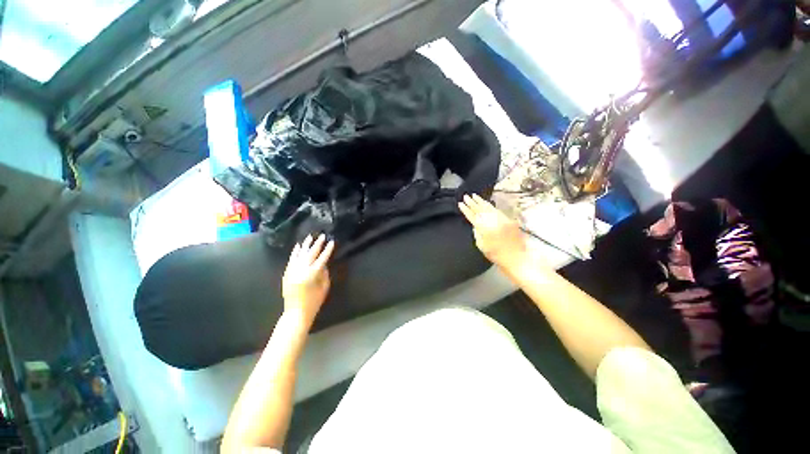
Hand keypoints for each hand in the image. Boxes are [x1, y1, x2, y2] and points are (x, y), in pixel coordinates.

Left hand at [282, 234, 334, 325]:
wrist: (296, 312)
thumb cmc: (314, 301)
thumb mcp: (324, 287)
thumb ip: (325, 273)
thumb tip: (323, 264)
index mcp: (312, 274)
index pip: (322, 258)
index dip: (328, 250)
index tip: (331, 241)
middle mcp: (301, 270)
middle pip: (310, 253)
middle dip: (317, 244)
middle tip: (321, 236)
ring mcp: (292, 271)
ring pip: (299, 254)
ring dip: (305, 245)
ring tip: (309, 237)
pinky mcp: (286, 273)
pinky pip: (291, 260)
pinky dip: (295, 252)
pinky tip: (298, 246)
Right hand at [459, 194, 527, 268]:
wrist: (516, 258)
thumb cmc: (497, 255)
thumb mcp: (481, 246)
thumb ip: (477, 233)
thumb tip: (476, 225)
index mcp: (484, 228)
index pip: (472, 216)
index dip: (465, 209)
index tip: (460, 204)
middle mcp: (493, 221)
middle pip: (480, 209)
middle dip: (472, 202)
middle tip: (466, 196)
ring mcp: (501, 219)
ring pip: (489, 207)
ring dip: (481, 201)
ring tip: (474, 196)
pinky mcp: (508, 220)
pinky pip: (497, 210)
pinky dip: (490, 206)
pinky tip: (486, 203)